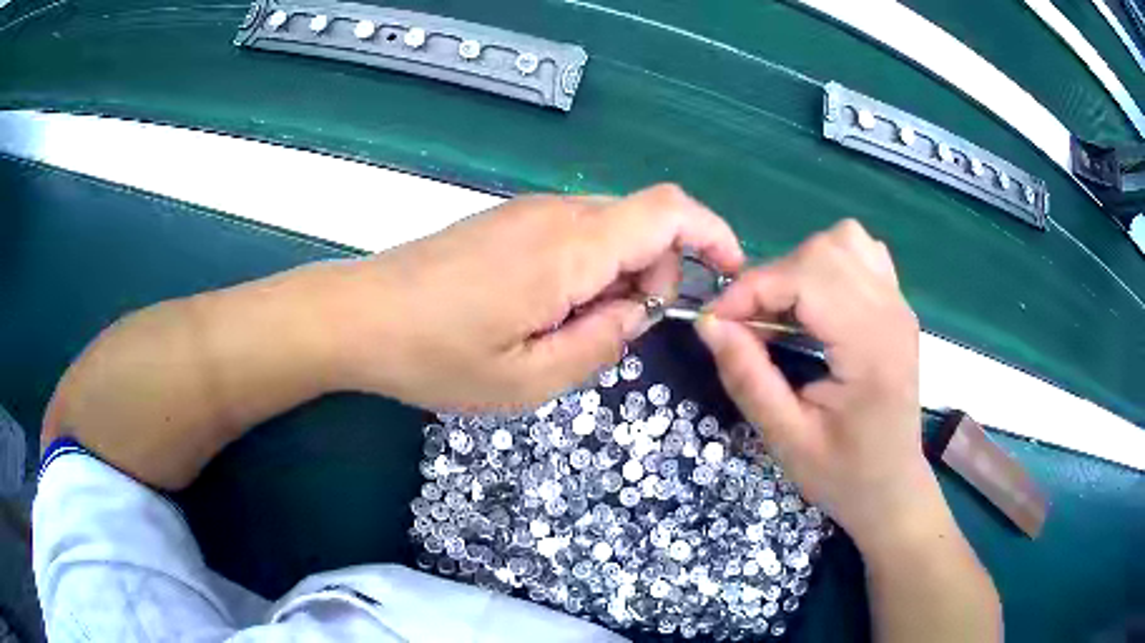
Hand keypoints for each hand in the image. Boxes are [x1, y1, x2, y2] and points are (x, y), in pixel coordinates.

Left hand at [331, 184, 743, 412]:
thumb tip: (639, 313)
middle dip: (656, 276)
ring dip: (616, 277)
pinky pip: (574, 234)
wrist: (359, 316)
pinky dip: (586, 270)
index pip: (668, 212)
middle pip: (644, 223)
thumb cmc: (437, 356)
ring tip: (567, 330)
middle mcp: (557, 215)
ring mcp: (528, 213)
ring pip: (608, 230)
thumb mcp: (529, 379)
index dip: (713, 233)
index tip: (730, 273)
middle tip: (612, 333)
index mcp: (571, 249)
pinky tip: (542, 310)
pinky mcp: (508, 221)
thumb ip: (601, 344)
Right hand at [696, 220, 943, 552]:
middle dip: (773, 278)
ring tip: (784, 310)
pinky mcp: (897, 306)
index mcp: (871, 349)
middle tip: (747, 324)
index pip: (808, 279)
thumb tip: (709, 323)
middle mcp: (892, 313)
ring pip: (845, 241)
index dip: (753, 289)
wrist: (892, 488)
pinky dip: (830, 262)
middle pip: (825, 251)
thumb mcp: (786, 440)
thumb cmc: (843, 475)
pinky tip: (819, 300)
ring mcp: (899, 305)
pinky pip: (863, 253)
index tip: (716, 322)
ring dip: (801, 265)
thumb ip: (748, 378)